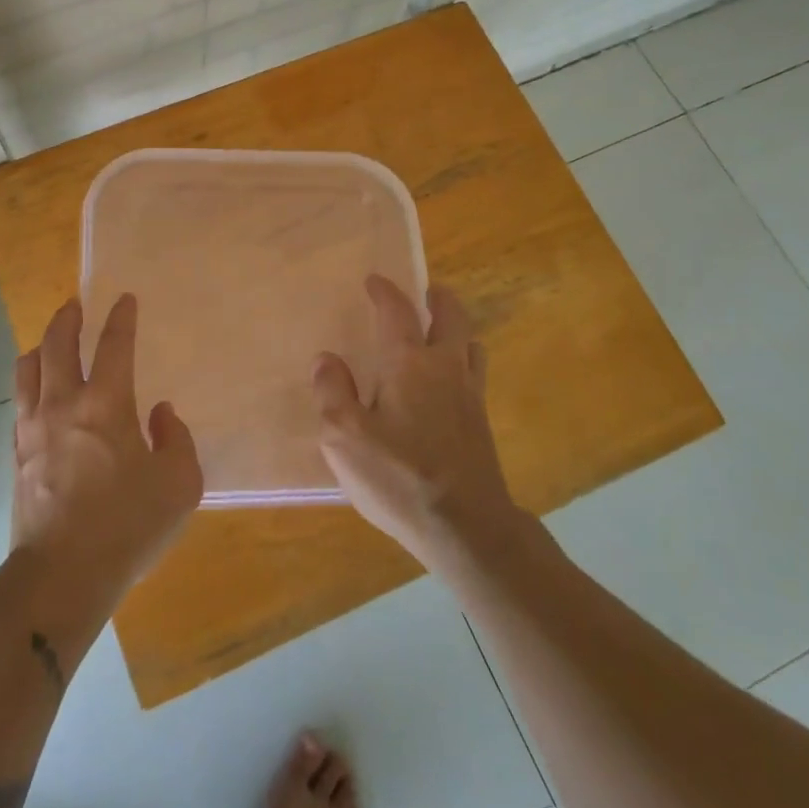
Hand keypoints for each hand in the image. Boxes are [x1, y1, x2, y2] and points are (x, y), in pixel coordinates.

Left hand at [11, 295, 202, 609]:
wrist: (61, 575)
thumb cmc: (127, 526)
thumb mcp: (180, 485)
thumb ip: (177, 440)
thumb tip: (160, 413)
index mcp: (107, 404)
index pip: (114, 345)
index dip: (121, 318)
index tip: (124, 300)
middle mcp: (65, 404)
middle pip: (58, 344)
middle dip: (68, 318)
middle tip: (75, 304)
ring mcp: (33, 427)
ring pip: (28, 367)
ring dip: (42, 345)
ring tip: (51, 340)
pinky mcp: (17, 452)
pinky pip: (19, 400)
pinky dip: (29, 381)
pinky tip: (37, 389)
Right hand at [311, 276, 518, 564]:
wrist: (466, 526)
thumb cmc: (399, 477)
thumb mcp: (345, 438)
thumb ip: (332, 392)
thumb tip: (326, 360)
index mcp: (408, 364)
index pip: (397, 312)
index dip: (385, 292)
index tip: (374, 281)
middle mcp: (444, 368)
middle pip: (452, 318)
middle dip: (439, 299)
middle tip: (428, 292)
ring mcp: (469, 395)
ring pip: (471, 346)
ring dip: (457, 331)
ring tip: (442, 334)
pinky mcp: (481, 424)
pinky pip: (475, 376)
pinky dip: (464, 363)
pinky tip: (449, 385)